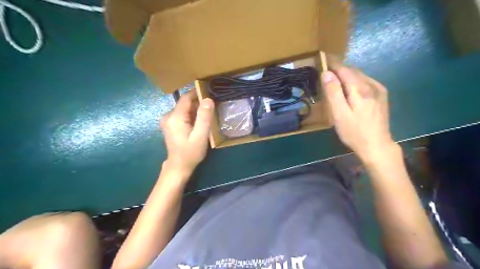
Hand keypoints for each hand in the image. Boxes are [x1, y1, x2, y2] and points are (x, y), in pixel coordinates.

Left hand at [160, 91, 213, 175]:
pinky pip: (182, 114)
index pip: (186, 98)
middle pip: (185, 103)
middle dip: (199, 103)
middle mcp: (168, 116)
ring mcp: (168, 120)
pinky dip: (191, 115)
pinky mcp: (170, 124)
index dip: (198, 93)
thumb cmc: (191, 153)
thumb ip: (204, 117)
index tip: (211, 92)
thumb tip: (208, 99)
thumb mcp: (200, 136)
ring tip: (208, 115)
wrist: (179, 166)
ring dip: (196, 110)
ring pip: (184, 108)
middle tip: (212, 107)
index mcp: (175, 117)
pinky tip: (199, 122)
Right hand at [322, 57, 397, 161]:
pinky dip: (356, 80)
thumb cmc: (354, 132)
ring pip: (360, 76)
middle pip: (353, 71)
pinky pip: (366, 82)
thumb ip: (333, 93)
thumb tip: (327, 73)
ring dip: (347, 74)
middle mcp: (372, 85)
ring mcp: (379, 90)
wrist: (377, 146)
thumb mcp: (339, 114)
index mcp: (360, 89)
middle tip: (326, 70)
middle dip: (339, 69)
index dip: (333, 64)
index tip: (323, 59)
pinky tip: (351, 87)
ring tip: (336, 78)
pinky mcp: (382, 96)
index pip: (344, 70)